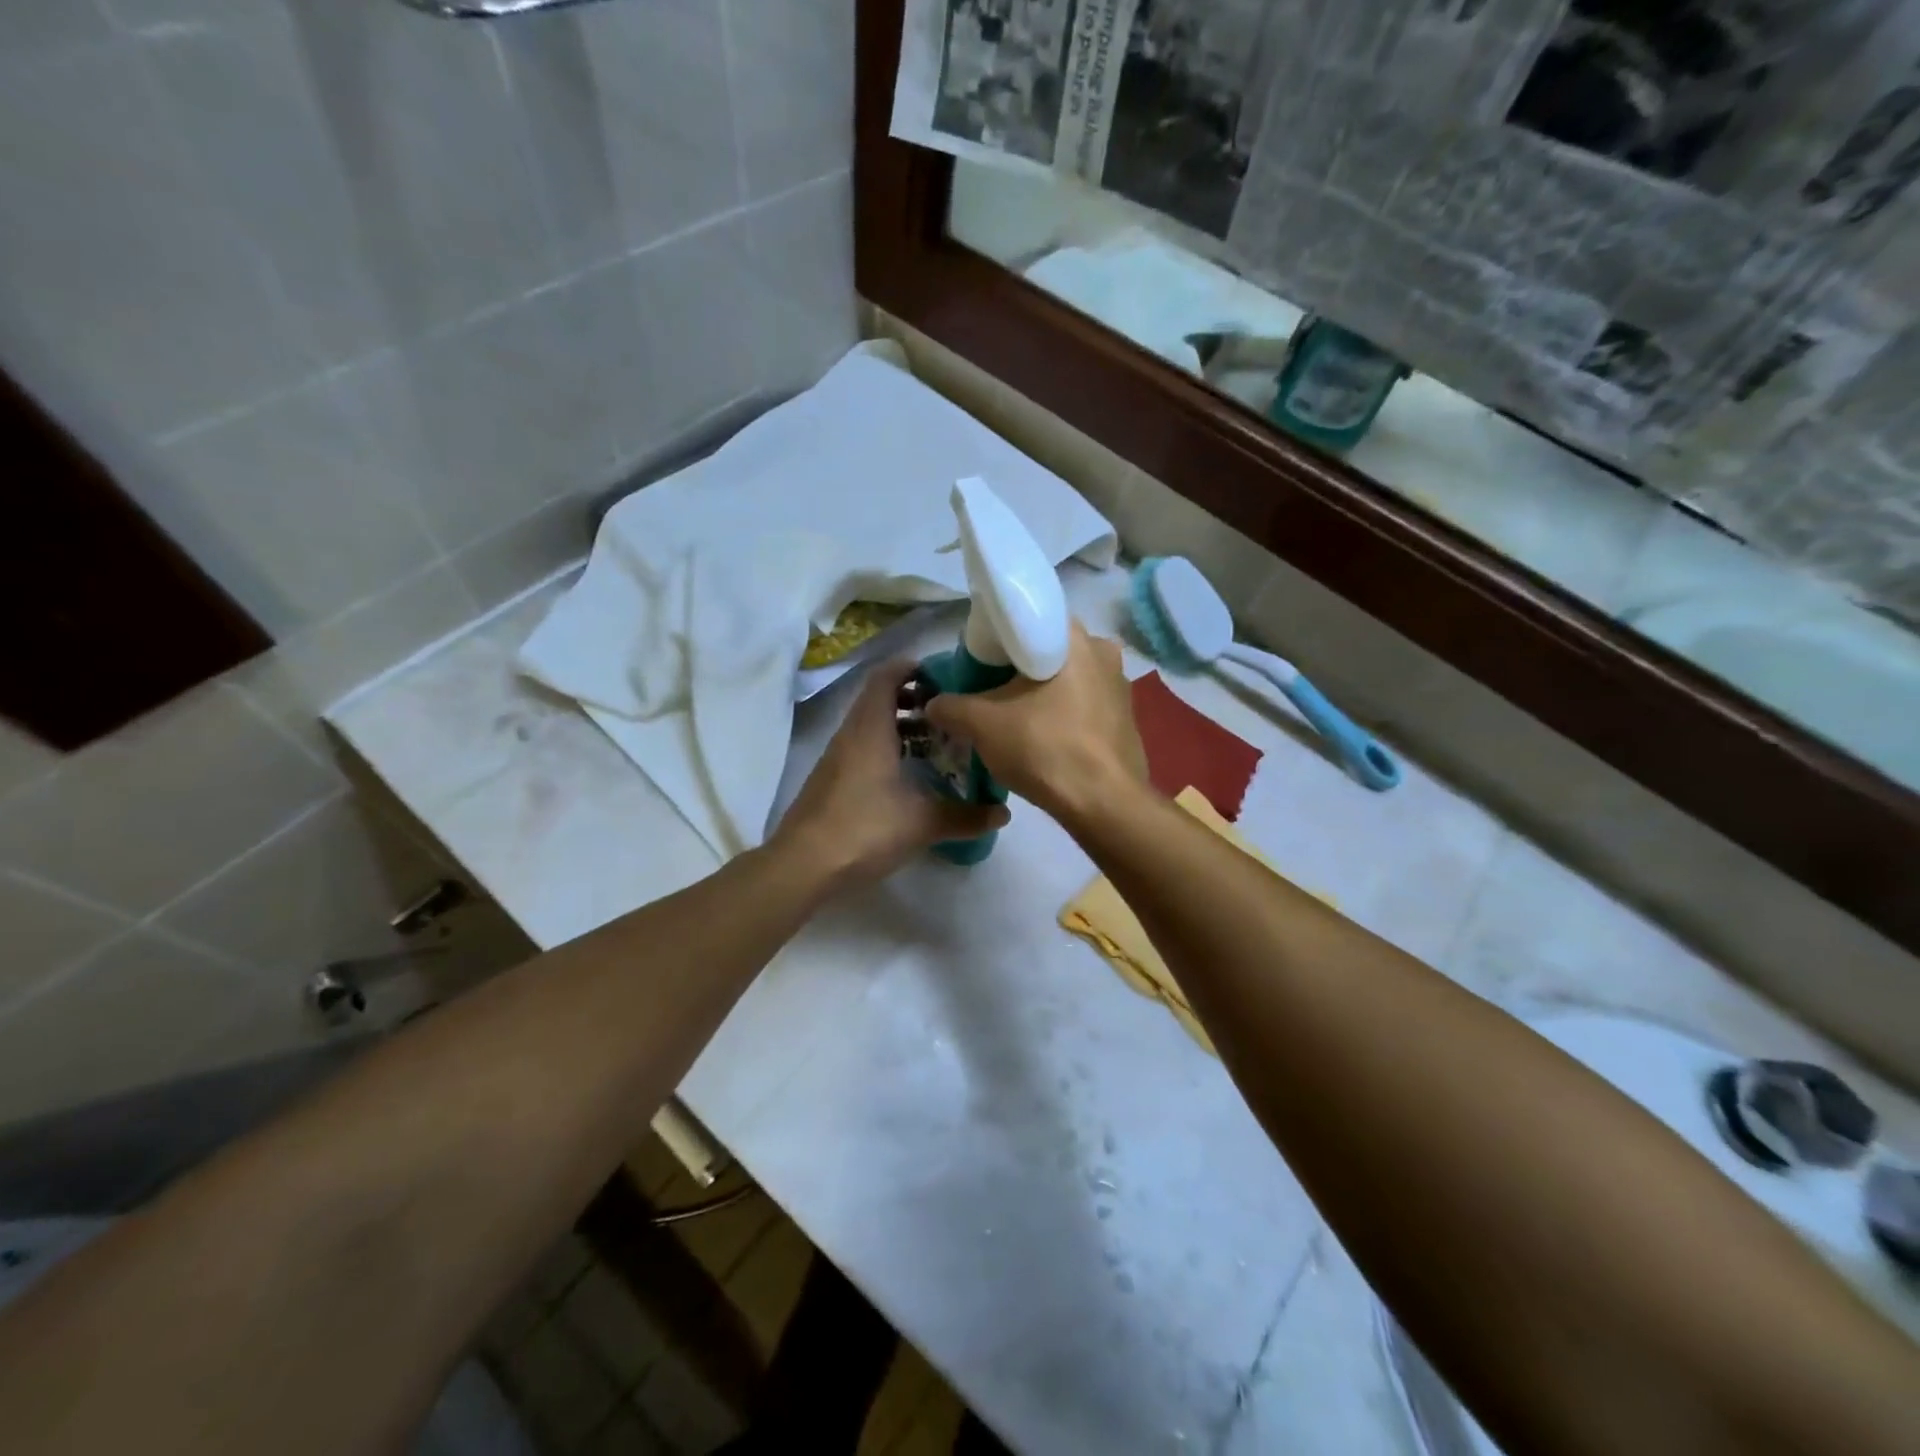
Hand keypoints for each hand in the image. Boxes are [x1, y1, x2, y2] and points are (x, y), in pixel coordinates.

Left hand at [773, 658, 1009, 888]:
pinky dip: (887, 749)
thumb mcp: (922, 823)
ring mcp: (837, 758)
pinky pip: (863, 749)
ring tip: (936, 743)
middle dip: (914, 699)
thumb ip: (965, 816)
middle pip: (879, 699)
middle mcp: (851, 735)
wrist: (803, 865)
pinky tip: (909, 776)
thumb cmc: (864, 829)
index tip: (945, 675)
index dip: (913, 668)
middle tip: (949, 712)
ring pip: (871, 726)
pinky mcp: (832, 781)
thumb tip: (1004, 813)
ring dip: (901, 726)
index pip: (887, 678)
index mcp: (870, 729)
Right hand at [926, 623, 1145, 825]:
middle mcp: (1102, 649)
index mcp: (1073, 636)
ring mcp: (1119, 684)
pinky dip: (1059, 712)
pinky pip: (1082, 703)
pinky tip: (1042, 736)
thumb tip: (932, 704)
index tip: (977, 664)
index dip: (994, 640)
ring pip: (1064, 678)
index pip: (1024, 620)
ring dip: (1038, 692)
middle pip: (1044, 650)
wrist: (1104, 804)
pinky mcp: (1125, 716)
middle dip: (1014, 669)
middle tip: (987, 691)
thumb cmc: (1045, 749)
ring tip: (1011, 717)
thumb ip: (951, 707)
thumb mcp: (983, 726)